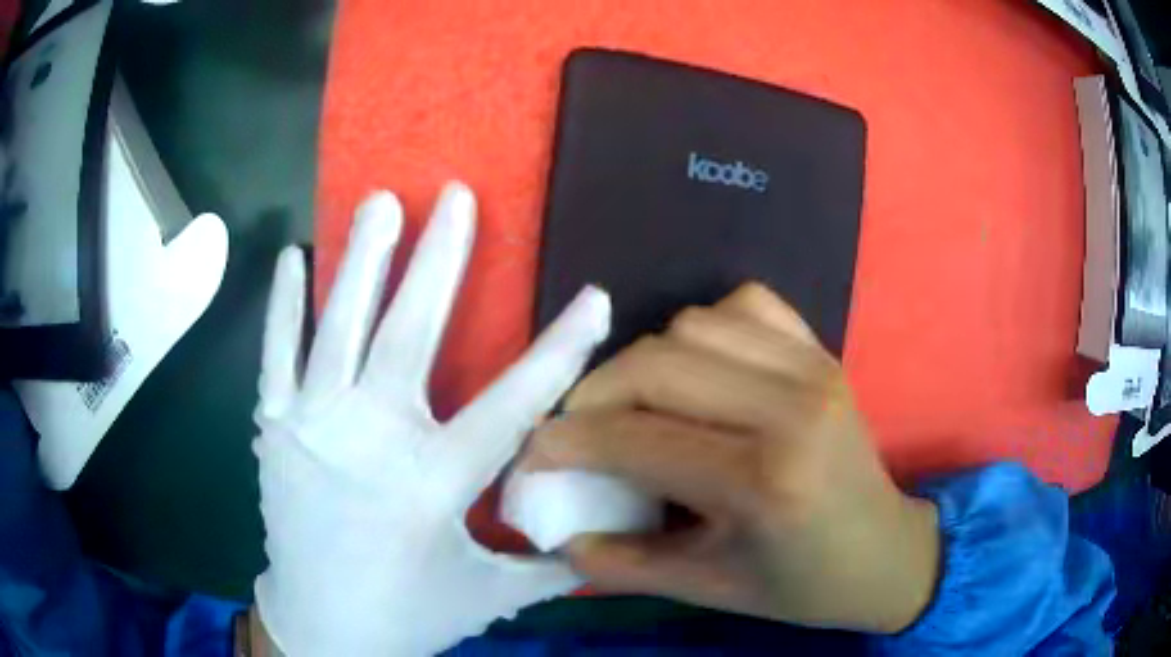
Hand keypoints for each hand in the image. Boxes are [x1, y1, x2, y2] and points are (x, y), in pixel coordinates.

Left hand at [252, 182, 609, 655]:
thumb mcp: (488, 597)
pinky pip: (277, 354)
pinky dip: (284, 304)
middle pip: (407, 336)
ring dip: (361, 259)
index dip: (559, 350)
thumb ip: (550, 563)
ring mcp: (313, 426)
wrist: (321, 629)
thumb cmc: (406, 614)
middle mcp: (370, 442)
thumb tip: (609, 536)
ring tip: (381, 201)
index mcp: (432, 485)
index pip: (511, 405)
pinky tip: (293, 256)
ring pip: (338, 327)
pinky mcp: (276, 428)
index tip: (593, 297)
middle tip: (456, 196)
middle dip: (438, 261)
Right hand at [523, 284, 939, 633]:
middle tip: (577, 431)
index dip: (568, 442)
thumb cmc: (803, 585)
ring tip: (637, 406)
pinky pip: (745, 306)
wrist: (886, 553)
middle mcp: (790, 407)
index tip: (534, 453)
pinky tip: (702, 372)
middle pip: (656, 364)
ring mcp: (813, 368)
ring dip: (646, 362)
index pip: (636, 439)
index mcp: (763, 480)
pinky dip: (706, 329)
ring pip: (692, 324)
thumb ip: (624, 565)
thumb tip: (557, 536)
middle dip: (594, 395)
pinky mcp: (822, 353)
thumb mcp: (710, 588)